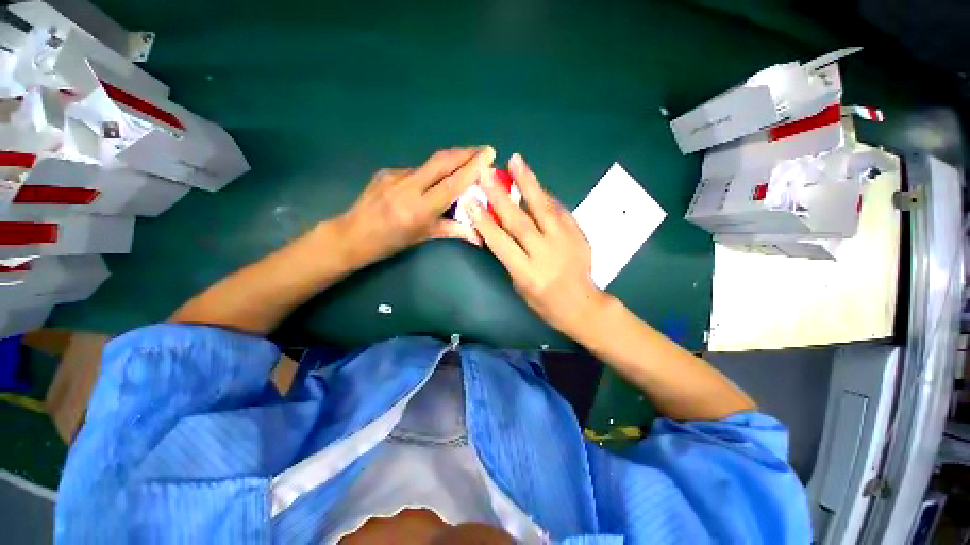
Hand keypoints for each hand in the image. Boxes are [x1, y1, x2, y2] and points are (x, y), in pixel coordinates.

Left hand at [337, 146, 494, 266]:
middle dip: (466, 152)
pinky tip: (433, 180)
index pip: (452, 183)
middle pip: (442, 161)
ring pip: (430, 163)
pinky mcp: (387, 171)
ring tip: (465, 164)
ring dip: (451, 161)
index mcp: (419, 209)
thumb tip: (480, 235)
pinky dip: (431, 173)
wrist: (351, 235)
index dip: (473, 167)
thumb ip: (454, 231)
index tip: (489, 154)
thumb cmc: (391, 242)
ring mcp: (395, 176)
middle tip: (484, 150)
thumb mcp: (424, 237)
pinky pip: (417, 170)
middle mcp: (408, 187)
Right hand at [467, 153, 608, 335]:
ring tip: (516, 161)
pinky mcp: (578, 234)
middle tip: (487, 174)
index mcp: (526, 272)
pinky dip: (546, 196)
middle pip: (519, 221)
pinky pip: (559, 210)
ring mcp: (564, 241)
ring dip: (528, 183)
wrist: (581, 304)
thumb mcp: (520, 285)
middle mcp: (544, 254)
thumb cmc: (544, 302)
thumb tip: (502, 228)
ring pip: (543, 208)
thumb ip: (511, 257)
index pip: (500, 242)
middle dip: (500, 196)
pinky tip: (537, 184)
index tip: (471, 201)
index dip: (484, 222)